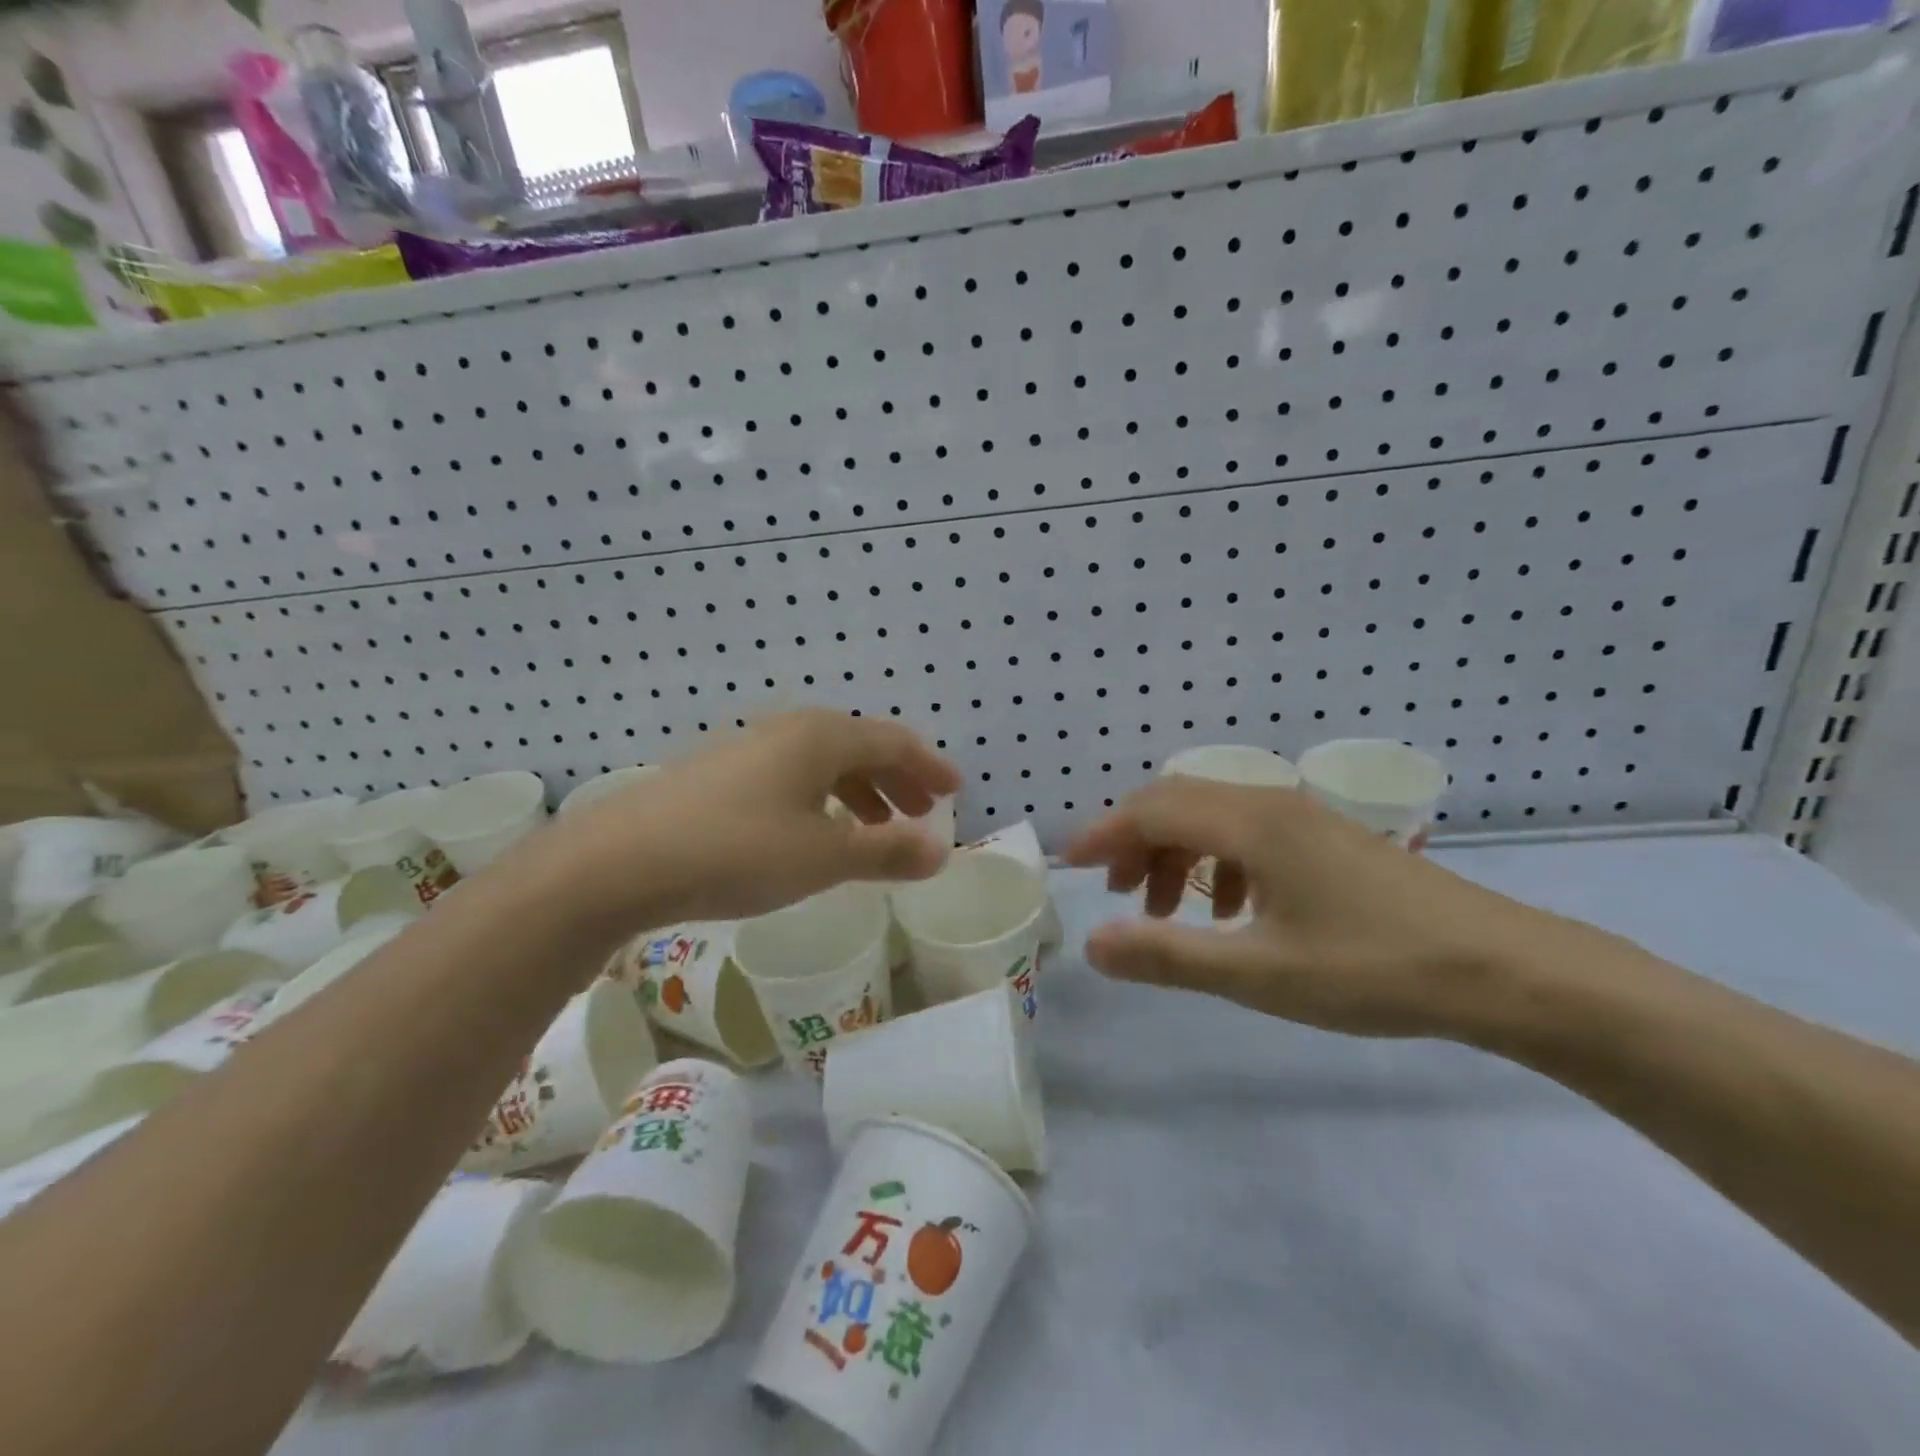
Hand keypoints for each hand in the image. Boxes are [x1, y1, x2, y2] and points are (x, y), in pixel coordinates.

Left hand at [523, 711, 960, 932]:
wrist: (622, 860)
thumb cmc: (738, 851)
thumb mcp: (824, 857)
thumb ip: (887, 851)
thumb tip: (940, 851)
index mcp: (822, 737)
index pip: (893, 742)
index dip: (929, 766)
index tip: (955, 790)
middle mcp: (789, 729)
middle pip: (860, 746)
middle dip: (897, 778)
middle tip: (922, 810)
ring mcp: (750, 748)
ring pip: (824, 762)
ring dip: (860, 790)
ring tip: (876, 827)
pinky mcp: (721, 773)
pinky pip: (792, 775)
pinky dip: (822, 798)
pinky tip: (814, 830)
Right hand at [1064, 778, 1581, 1039]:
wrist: (1505, 971)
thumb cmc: (1374, 969)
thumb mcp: (1259, 973)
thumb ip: (1169, 955)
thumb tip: (1093, 944)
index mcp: (1250, 823)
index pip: (1151, 808)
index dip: (1104, 834)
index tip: (1070, 868)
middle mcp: (1271, 804)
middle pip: (1176, 802)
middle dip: (1134, 843)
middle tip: (1116, 896)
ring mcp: (1304, 818)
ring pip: (1212, 817)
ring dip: (1175, 854)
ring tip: (1168, 912)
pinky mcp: (1327, 839)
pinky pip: (1247, 833)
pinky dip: (1216, 863)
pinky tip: (1232, 911)